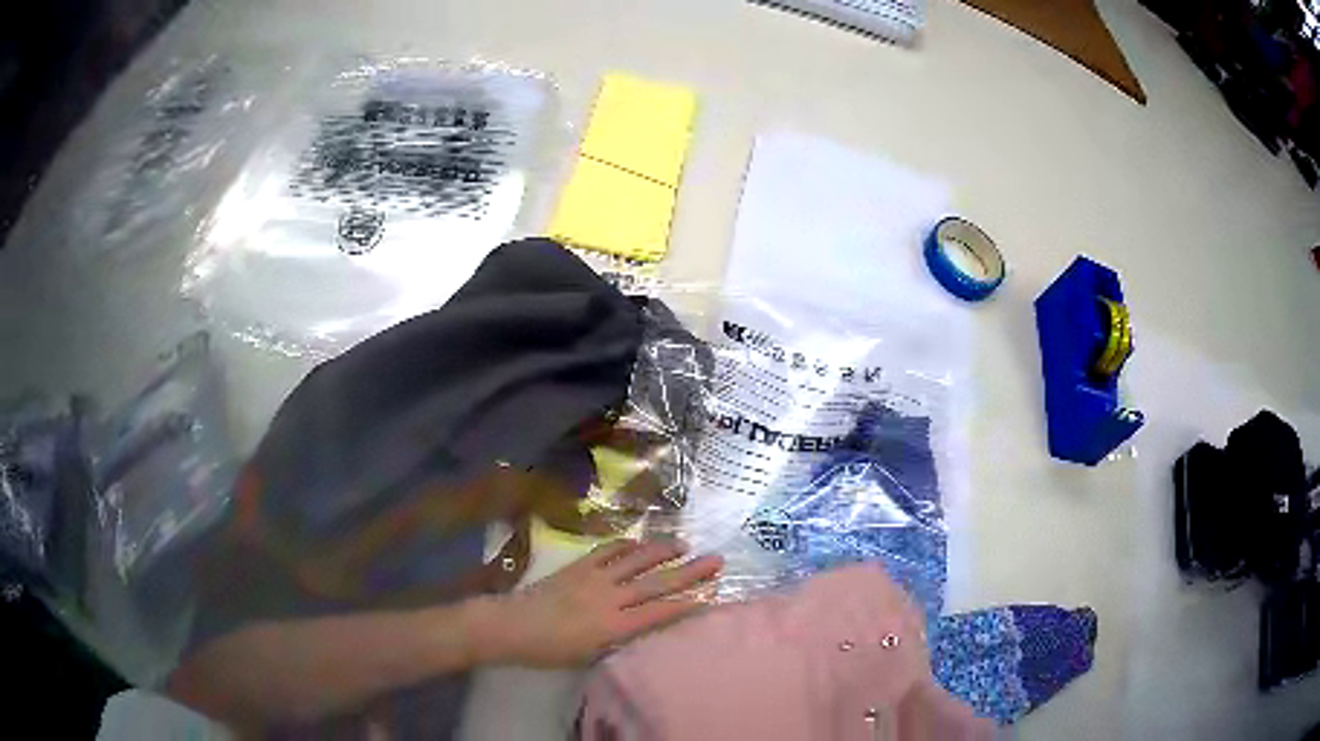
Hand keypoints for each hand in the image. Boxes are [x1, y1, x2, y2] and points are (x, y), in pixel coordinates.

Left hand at [477, 539, 722, 667]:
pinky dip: (627, 545)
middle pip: (656, 583)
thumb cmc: (550, 650)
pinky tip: (639, 542)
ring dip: (662, 552)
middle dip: (689, 572)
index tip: (712, 593)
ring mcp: (594, 578)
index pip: (659, 612)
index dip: (688, 602)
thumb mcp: (589, 655)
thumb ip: (618, 640)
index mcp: (614, 626)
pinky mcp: (578, 566)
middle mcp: (610, 598)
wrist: (512, 625)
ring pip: (636, 561)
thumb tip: (641, 627)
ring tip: (684, 545)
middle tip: (716, 560)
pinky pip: (608, 551)